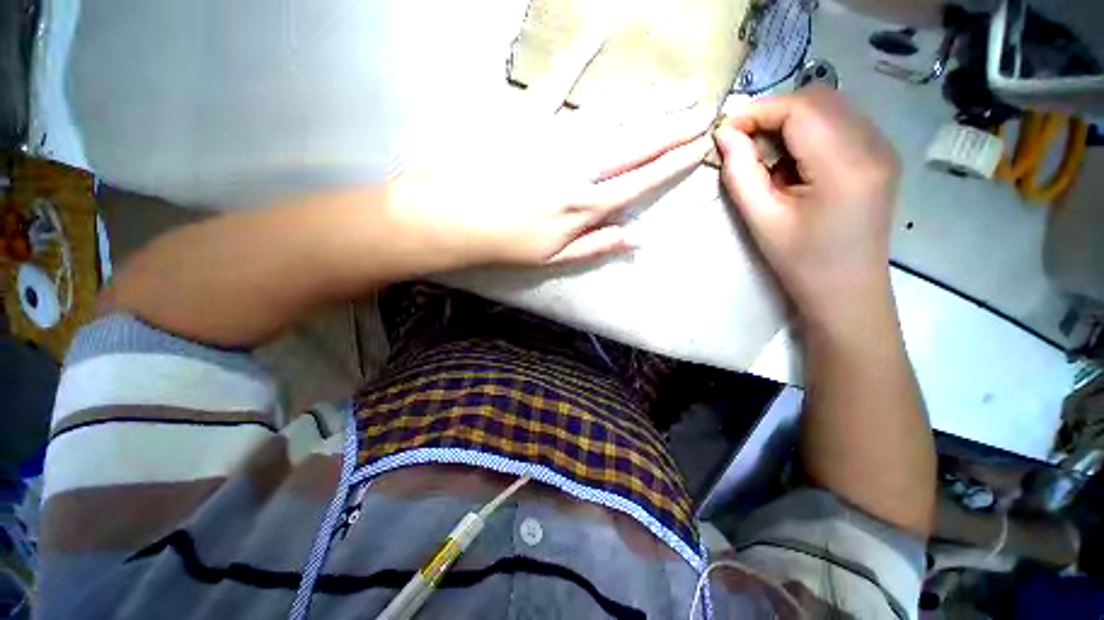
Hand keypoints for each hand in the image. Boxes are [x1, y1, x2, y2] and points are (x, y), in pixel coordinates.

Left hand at [387, 27, 713, 267]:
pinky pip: (558, 82)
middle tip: (706, 112)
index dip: (673, 164)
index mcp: (585, 206)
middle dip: (676, 129)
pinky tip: (603, 29)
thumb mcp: (554, 258)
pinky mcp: (527, 117)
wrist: (453, 218)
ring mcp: (555, 140)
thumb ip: (596, 245)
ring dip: (652, 102)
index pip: (642, 181)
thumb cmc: (505, 243)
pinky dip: (580, 54)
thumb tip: (638, 237)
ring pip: (614, 117)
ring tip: (681, 90)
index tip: (699, 147)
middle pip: (638, 146)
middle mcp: (579, 170)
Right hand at [713, 88, 899, 322]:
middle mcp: (873, 145)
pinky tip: (794, 163)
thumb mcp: (761, 219)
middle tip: (743, 144)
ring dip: (790, 122)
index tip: (726, 132)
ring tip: (767, 157)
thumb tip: (725, 134)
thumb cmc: (800, 261)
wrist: (847, 291)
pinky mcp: (880, 156)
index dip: (758, 111)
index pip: (800, 108)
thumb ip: (740, 172)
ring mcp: (882, 148)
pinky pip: (840, 124)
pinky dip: (808, 131)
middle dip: (773, 113)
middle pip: (818, 100)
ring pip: (830, 108)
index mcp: (845, 165)